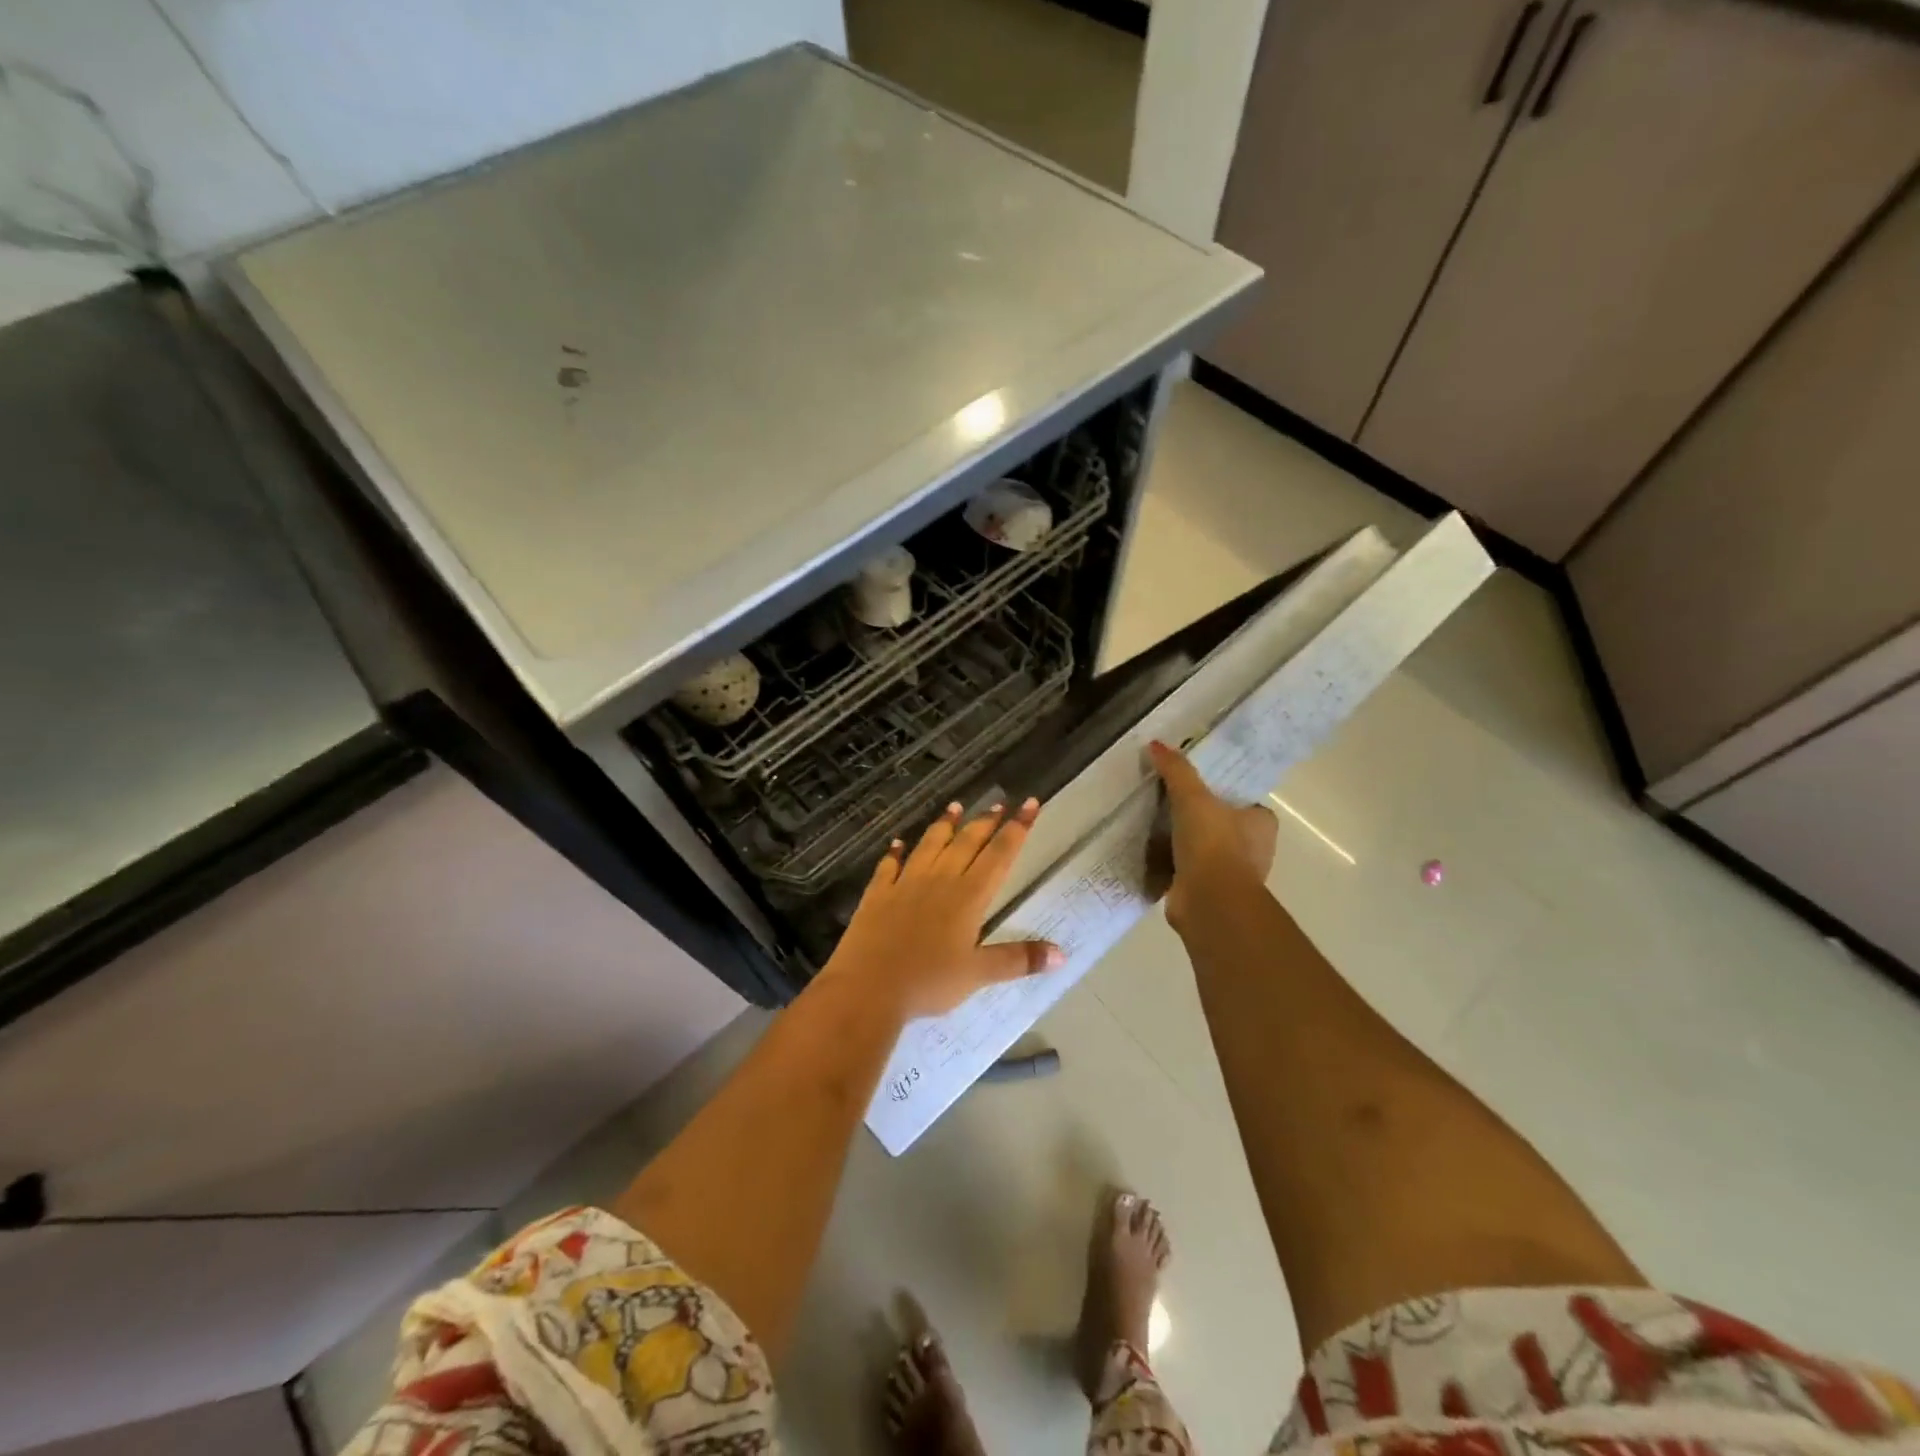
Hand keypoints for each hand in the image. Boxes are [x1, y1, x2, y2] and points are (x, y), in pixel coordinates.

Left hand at [823, 798, 1063, 1018]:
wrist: (868, 987)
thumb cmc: (928, 983)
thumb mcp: (978, 974)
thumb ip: (1018, 960)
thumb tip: (1061, 953)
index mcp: (968, 897)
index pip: (999, 855)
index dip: (1017, 829)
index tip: (1030, 804)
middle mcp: (939, 880)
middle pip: (967, 843)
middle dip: (986, 822)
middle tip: (999, 803)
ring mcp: (905, 883)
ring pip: (930, 845)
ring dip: (944, 825)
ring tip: (955, 807)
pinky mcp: (878, 894)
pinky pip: (889, 866)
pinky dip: (895, 852)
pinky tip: (897, 843)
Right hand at [1147, 740, 1277, 933]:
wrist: (1209, 900)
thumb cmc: (1213, 843)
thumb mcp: (1192, 797)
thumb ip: (1176, 771)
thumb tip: (1156, 744)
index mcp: (1262, 823)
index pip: (1246, 802)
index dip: (1224, 794)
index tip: (1197, 788)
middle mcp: (1254, 849)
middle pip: (1224, 825)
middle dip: (1201, 819)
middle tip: (1169, 802)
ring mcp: (1233, 874)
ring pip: (1207, 850)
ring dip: (1186, 843)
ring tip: (1155, 826)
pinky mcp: (1210, 892)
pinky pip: (1190, 871)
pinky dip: (1174, 865)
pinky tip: (1152, 854)